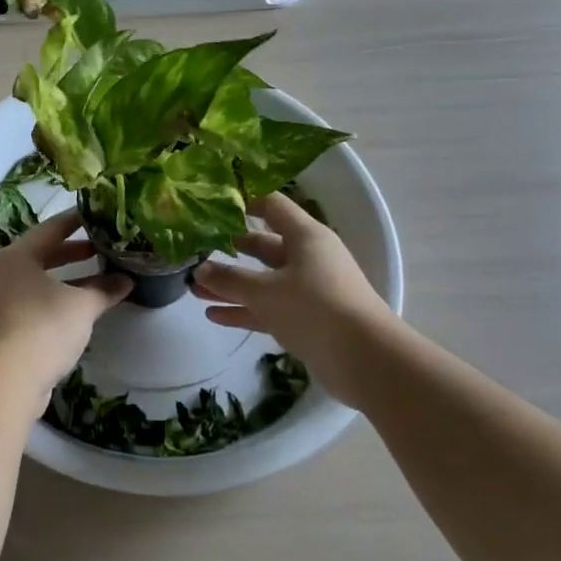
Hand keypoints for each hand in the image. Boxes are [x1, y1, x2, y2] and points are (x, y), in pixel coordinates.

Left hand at [0, 207, 131, 399]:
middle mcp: (2, 273)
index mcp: (17, 256)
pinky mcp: (0, 329)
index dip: (74, 221)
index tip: (94, 215)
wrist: (5, 379)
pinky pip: (31, 305)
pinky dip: (53, 302)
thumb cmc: (44, 327)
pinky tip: (74, 312)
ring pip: (36, 282)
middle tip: (98, 249)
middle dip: (71, 253)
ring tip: (93, 281)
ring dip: (64, 281)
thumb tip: (127, 280)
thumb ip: (104, 289)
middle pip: (41, 255)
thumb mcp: (82, 305)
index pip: (50, 229)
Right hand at [189, 193, 394, 395]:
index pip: (272, 206)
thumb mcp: (266, 291)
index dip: (244, 201)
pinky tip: (213, 314)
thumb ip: (229, 280)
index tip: (212, 204)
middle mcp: (308, 257)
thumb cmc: (315, 307)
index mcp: (305, 237)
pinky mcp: (306, 320)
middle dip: (231, 248)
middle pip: (264, 245)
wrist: (365, 359)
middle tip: (197, 248)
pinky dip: (244, 310)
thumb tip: (198, 271)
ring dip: (231, 284)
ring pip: (263, 280)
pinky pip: (268, 308)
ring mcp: (308, 290)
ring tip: (195, 287)